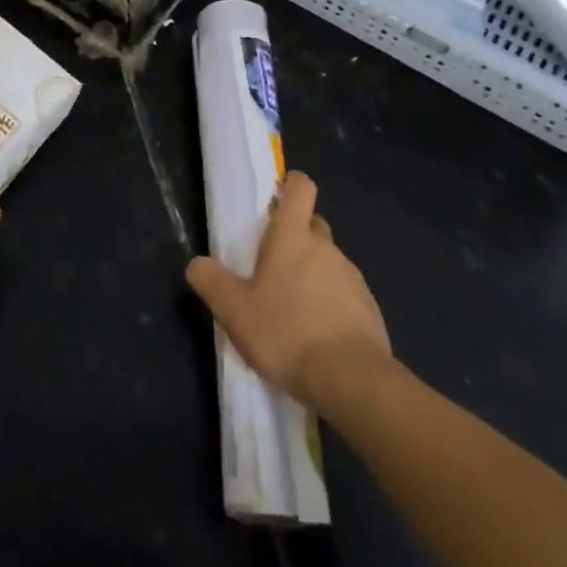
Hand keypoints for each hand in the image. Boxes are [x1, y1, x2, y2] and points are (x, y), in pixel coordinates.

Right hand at [186, 170, 391, 411]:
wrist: (352, 381)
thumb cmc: (286, 333)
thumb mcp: (234, 311)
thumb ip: (211, 282)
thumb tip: (197, 263)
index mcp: (292, 237)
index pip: (300, 188)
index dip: (290, 185)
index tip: (275, 197)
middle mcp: (326, 248)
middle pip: (313, 225)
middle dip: (296, 236)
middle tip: (272, 265)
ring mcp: (352, 278)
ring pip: (329, 261)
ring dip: (313, 273)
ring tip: (293, 309)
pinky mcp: (369, 309)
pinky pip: (345, 294)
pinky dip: (331, 303)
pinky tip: (317, 334)